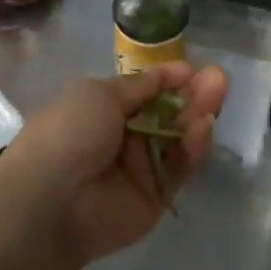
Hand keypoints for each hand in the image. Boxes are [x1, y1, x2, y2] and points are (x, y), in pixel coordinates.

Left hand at [0, 63, 226, 265]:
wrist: (52, 200)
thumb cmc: (69, 133)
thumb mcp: (100, 94)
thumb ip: (141, 85)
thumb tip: (173, 71)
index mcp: (102, 110)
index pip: (145, 92)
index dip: (169, 80)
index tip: (192, 69)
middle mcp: (124, 138)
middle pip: (168, 113)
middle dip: (192, 95)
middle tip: (218, 79)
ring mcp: (142, 168)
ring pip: (178, 138)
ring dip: (197, 115)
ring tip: (216, 95)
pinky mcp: (157, 195)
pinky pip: (180, 167)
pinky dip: (193, 146)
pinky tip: (203, 126)